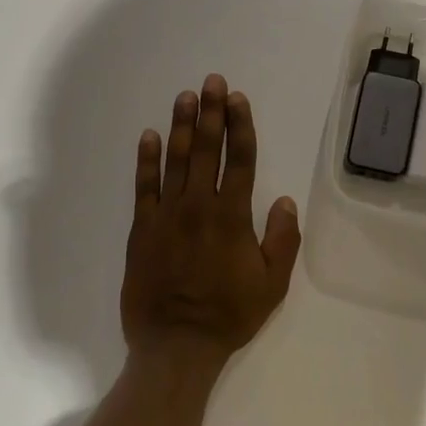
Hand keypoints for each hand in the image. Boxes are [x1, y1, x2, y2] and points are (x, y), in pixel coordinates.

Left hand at [121, 74, 302, 376]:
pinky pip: (143, 186)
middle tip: (211, 82)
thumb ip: (281, 239)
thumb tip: (283, 200)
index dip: (240, 126)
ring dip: (181, 126)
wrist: (175, 344)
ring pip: (175, 160)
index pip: (240, 160)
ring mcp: (166, 215)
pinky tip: (149, 136)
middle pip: (206, 150)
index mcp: (233, 216)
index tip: (237, 99)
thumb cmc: (229, 315)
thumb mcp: (272, 284)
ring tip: (185, 97)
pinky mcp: (142, 229)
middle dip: (210, 113)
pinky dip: (146, 160)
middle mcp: (199, 206)